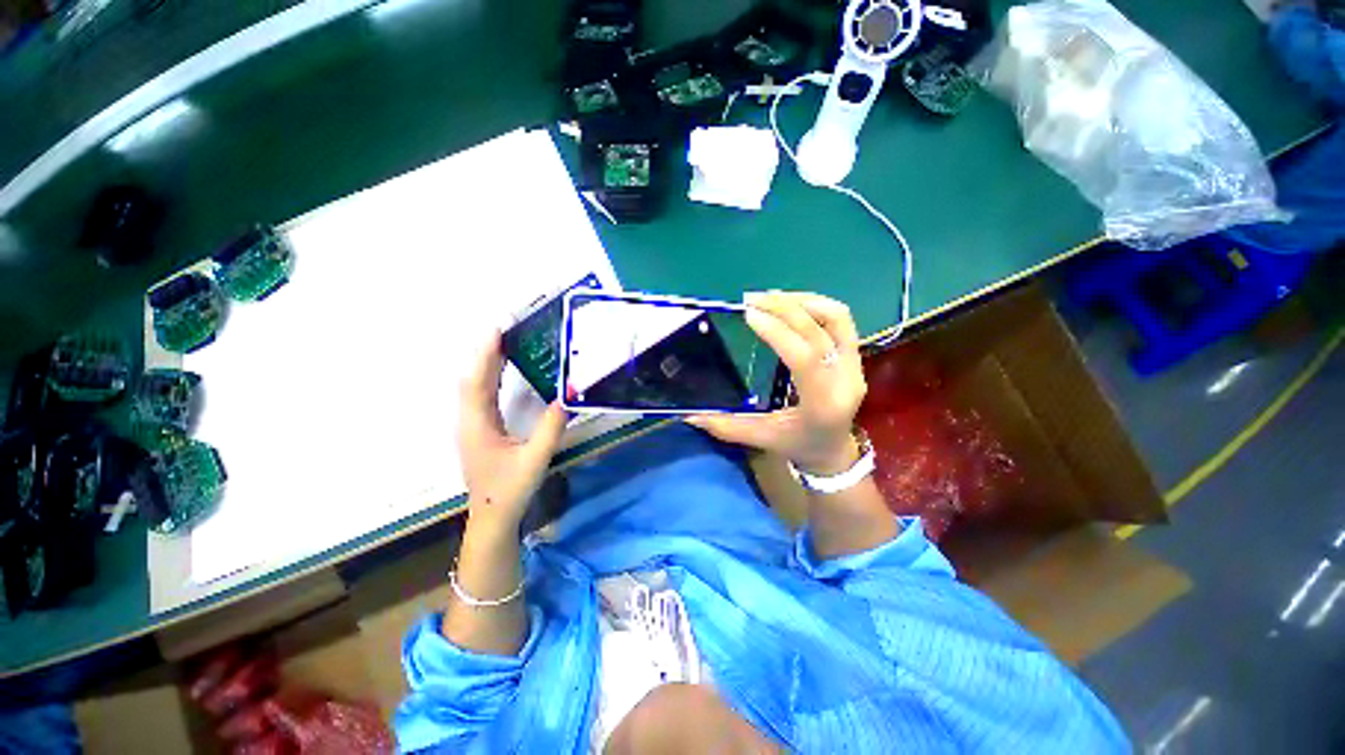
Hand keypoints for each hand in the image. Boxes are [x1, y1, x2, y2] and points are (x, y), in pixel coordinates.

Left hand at [458, 331, 566, 530]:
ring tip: (506, 343)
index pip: (477, 382)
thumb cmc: (510, 489)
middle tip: (506, 329)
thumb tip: (566, 397)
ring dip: (488, 363)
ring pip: (476, 387)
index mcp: (478, 425)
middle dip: (487, 352)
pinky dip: (491, 378)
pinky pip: (482, 395)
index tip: (496, 330)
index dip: (486, 354)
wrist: (492, 517)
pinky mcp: (480, 430)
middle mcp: (470, 421)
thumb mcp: (534, 459)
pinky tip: (503, 372)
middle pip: (474, 379)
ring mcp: (473, 426)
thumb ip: (550, 429)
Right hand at [688, 292, 866, 475]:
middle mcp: (845, 381)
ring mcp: (855, 366)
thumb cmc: (796, 445)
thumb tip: (689, 413)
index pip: (804, 359)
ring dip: (802, 301)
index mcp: (822, 405)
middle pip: (820, 331)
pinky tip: (790, 304)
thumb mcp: (760, 439)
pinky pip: (840, 320)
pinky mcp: (855, 356)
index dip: (778, 332)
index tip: (749, 315)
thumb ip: (725, 426)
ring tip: (771, 297)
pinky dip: (815, 305)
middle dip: (785, 308)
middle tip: (752, 300)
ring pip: (837, 318)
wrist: (832, 450)